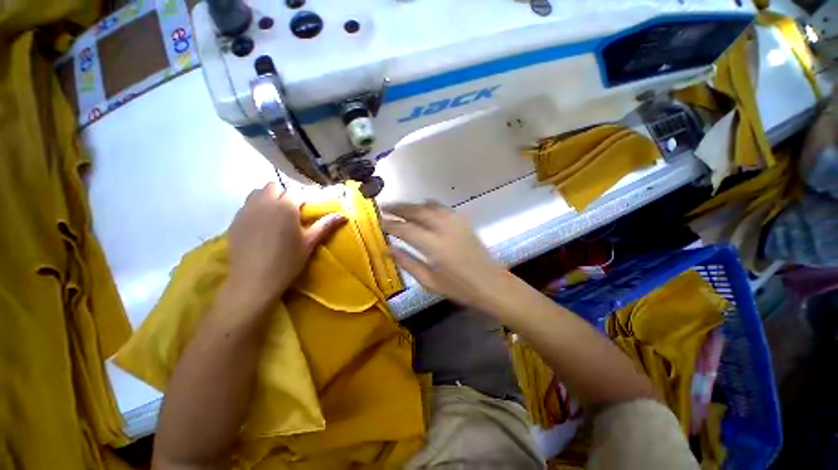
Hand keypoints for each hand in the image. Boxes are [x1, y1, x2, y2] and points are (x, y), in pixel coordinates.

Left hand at [227, 182, 344, 306]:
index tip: (308, 209)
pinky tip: (261, 225)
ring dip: (268, 198)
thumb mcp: (309, 243)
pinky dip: (256, 208)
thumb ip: (325, 225)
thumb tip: (342, 215)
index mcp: (286, 207)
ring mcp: (246, 210)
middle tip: (292, 211)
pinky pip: (246, 205)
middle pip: (275, 187)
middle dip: (284, 194)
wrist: (254, 280)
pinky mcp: (235, 220)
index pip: (297, 192)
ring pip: (257, 192)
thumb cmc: (287, 261)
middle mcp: (265, 203)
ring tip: (275, 215)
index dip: (304, 199)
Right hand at [382, 202, 508, 309]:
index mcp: (435, 246)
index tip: (378, 221)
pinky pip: (441, 207)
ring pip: (429, 206)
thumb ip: (407, 263)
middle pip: (417, 211)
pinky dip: (428, 206)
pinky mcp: (463, 221)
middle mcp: (445, 228)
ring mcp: (456, 222)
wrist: (491, 283)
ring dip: (413, 205)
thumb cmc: (459, 288)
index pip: (406, 229)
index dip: (390, 224)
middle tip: (385, 207)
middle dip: (399, 208)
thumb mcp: (429, 282)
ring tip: (400, 208)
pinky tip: (422, 210)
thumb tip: (388, 250)